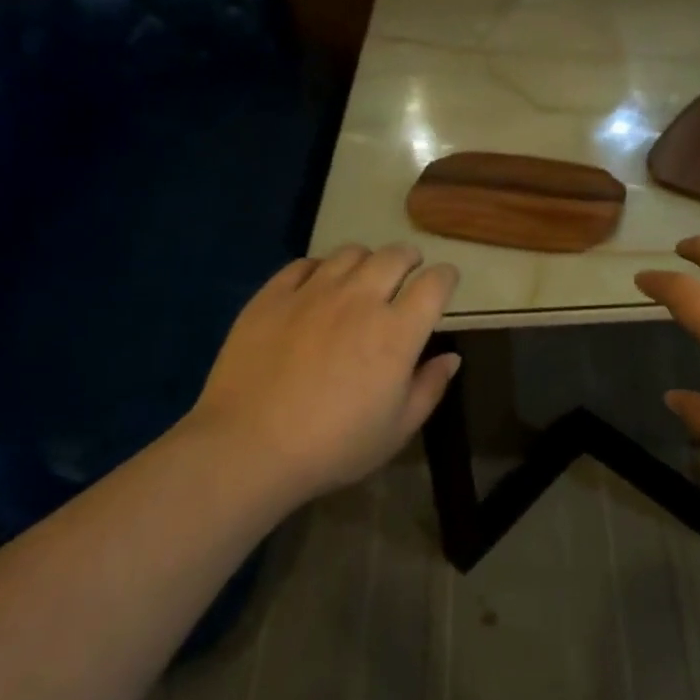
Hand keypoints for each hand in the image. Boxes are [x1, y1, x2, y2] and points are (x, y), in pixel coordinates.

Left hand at [185, 244, 460, 501]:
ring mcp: (313, 292)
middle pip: (395, 256)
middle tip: (408, 270)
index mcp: (397, 331)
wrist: (249, 447)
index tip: (446, 282)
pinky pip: (304, 264)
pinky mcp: (273, 295)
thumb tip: (451, 357)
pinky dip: (320, 268)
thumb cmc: (333, 447)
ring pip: (350, 253)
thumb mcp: (396, 430)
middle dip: (409, 258)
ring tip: (363, 275)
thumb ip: (429, 388)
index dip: (446, 277)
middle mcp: (360, 299)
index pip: (434, 284)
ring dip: (367, 260)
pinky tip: (317, 285)